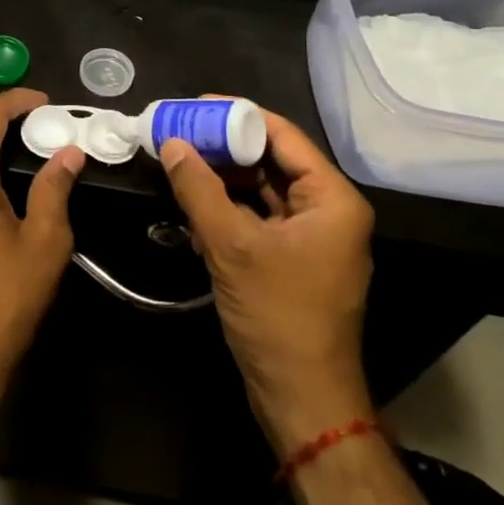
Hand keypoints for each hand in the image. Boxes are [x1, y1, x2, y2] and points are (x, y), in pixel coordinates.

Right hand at [159, 107, 374, 456]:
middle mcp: (327, 211)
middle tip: (179, 132)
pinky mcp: (292, 261)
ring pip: (262, 191)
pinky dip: (227, 210)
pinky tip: (192, 207)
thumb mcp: (231, 246)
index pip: (283, 136)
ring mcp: (311, 238)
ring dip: (222, 180)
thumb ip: (199, 189)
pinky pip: (258, 220)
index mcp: (331, 199)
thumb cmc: (278, 315)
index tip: (194, 105)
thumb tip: (172, 143)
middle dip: (224, 148)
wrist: (303, 399)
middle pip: (272, 161)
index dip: (238, 115)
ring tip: (179, 163)